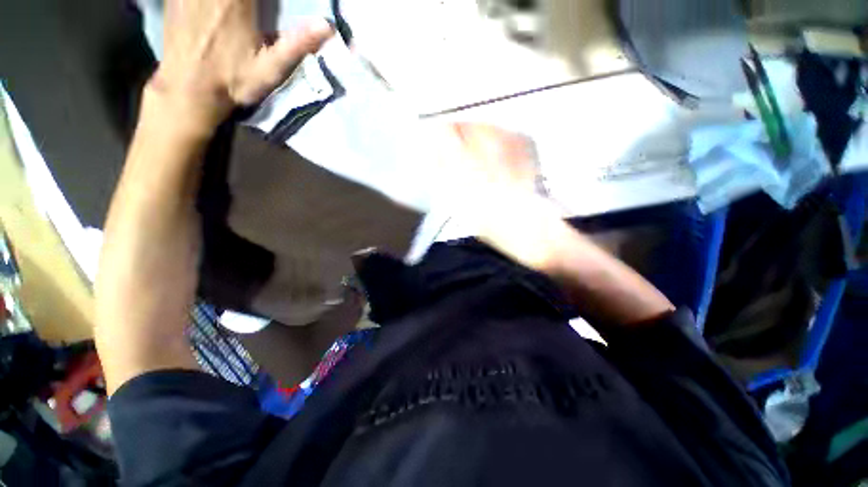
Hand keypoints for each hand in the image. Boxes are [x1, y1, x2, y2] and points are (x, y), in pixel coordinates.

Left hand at [150, 0, 332, 131]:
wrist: (190, 89)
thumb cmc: (234, 81)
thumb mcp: (272, 69)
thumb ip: (297, 44)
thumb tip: (328, 25)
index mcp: (238, 1)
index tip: (271, 5)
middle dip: (253, 0)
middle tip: (256, 9)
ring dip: (235, 0)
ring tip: (240, 10)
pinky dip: (206, 0)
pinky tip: (214, 8)